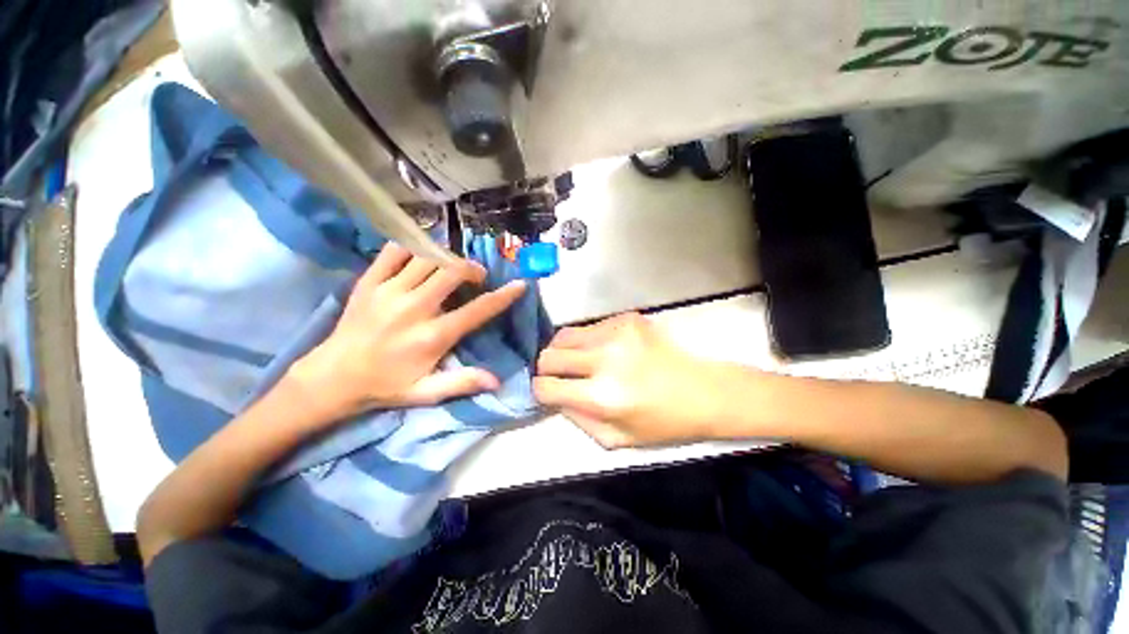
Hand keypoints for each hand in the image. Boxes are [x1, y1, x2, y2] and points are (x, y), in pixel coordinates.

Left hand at [288, 243, 525, 419]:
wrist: (332, 377)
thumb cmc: (386, 385)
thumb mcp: (426, 393)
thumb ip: (462, 383)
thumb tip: (496, 381)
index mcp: (432, 336)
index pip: (477, 311)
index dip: (503, 297)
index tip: (519, 285)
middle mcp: (413, 309)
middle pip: (452, 272)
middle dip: (472, 269)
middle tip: (476, 277)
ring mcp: (388, 291)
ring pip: (427, 258)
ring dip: (447, 258)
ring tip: (451, 268)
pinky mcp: (368, 282)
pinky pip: (394, 251)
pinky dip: (413, 248)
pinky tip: (421, 257)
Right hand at [534, 313, 732, 448]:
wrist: (704, 390)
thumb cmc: (663, 421)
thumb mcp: (617, 439)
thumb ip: (578, 419)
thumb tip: (555, 397)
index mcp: (602, 396)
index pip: (546, 386)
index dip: (541, 390)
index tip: (547, 391)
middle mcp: (605, 358)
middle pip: (549, 355)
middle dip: (547, 368)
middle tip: (561, 375)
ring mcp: (616, 332)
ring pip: (564, 335)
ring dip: (565, 350)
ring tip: (581, 361)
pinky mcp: (626, 318)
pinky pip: (590, 327)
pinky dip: (589, 340)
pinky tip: (606, 350)